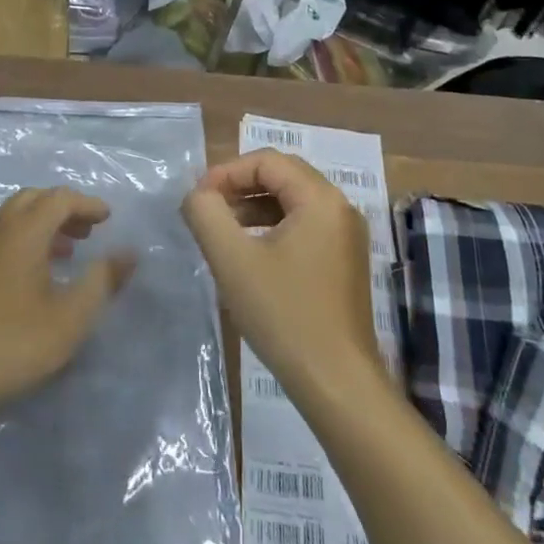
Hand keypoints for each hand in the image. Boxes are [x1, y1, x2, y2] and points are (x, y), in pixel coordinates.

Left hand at [0, 188, 134, 417]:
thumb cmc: (12, 343)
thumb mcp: (70, 318)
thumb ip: (102, 281)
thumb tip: (128, 253)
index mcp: (23, 231)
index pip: (59, 198)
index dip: (87, 204)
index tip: (108, 219)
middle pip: (32, 199)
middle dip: (63, 208)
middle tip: (87, 232)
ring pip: (11, 216)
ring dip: (40, 223)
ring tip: (64, 252)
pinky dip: (19, 238)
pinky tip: (27, 272)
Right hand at [180, 150, 382, 398]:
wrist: (336, 383)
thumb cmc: (284, 314)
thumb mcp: (232, 260)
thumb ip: (206, 214)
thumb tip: (197, 195)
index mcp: (321, 199)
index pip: (267, 160)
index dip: (226, 172)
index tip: (197, 199)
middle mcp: (340, 209)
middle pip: (282, 176)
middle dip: (239, 186)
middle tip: (206, 209)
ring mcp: (346, 236)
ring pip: (292, 201)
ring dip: (253, 207)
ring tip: (220, 231)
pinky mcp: (343, 262)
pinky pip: (303, 226)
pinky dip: (271, 228)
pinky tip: (247, 254)